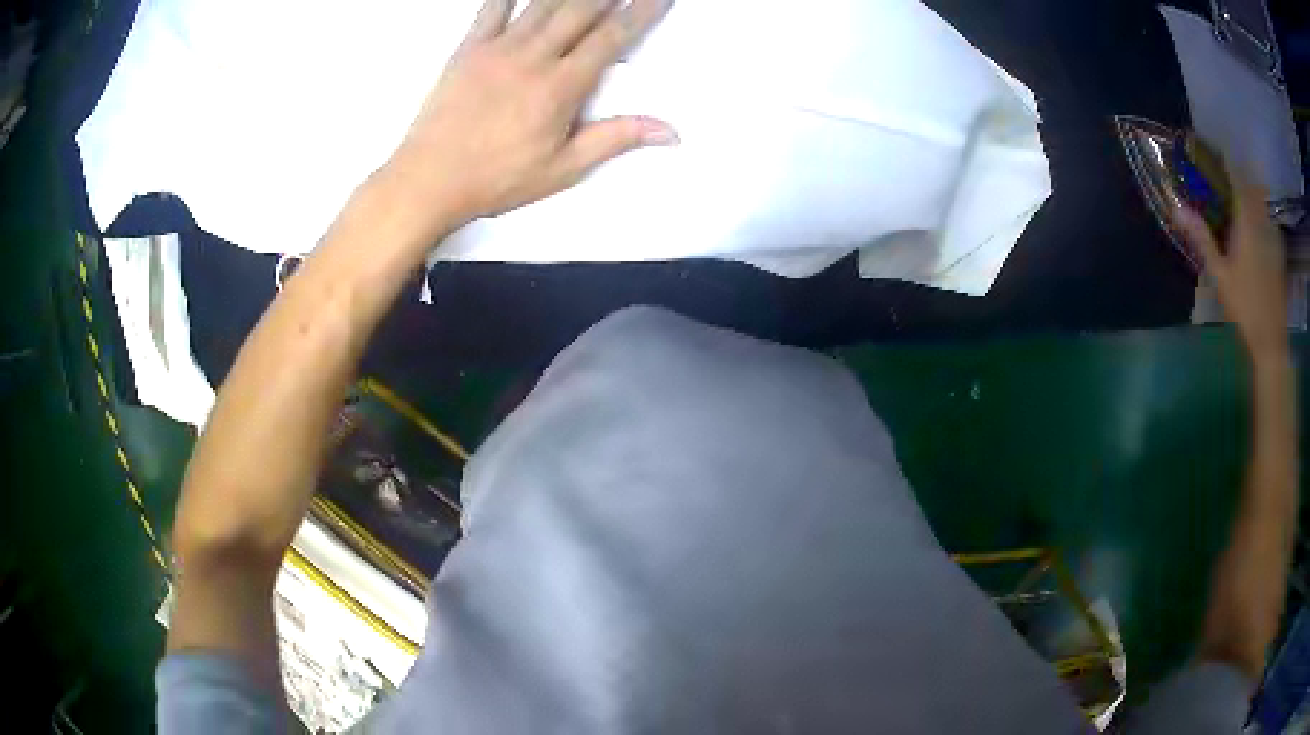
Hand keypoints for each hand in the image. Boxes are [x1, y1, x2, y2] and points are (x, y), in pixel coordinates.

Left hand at [385, 0, 677, 231]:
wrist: (429, 179)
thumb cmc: (495, 179)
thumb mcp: (563, 168)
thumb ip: (615, 139)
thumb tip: (667, 131)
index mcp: (560, 87)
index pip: (612, 38)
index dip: (640, 12)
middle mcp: (533, 57)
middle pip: (581, 9)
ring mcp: (498, 49)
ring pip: (542, 3)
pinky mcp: (468, 49)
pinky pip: (492, 8)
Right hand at [1174, 175, 1288, 361]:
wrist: (1271, 341)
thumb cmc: (1245, 307)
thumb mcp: (1220, 275)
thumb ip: (1202, 238)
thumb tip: (1177, 208)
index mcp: (1247, 220)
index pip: (1235, 174)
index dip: (1223, 157)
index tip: (1209, 147)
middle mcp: (1262, 220)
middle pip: (1250, 183)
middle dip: (1237, 172)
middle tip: (1222, 171)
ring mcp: (1273, 235)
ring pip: (1261, 201)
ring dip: (1249, 192)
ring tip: (1236, 195)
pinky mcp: (1278, 251)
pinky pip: (1267, 219)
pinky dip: (1259, 213)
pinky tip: (1253, 225)